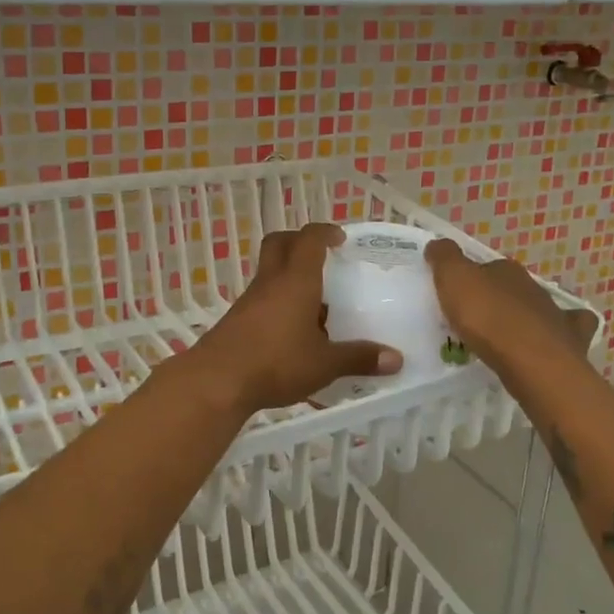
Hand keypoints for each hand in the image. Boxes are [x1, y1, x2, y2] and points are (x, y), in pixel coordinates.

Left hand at [185, 224, 402, 415]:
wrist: (217, 381)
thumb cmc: (276, 363)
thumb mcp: (325, 364)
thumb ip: (359, 358)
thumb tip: (397, 359)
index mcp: (296, 281)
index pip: (309, 240)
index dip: (325, 232)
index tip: (340, 238)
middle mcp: (270, 282)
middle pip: (279, 244)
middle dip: (299, 241)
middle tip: (322, 256)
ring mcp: (249, 300)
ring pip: (269, 272)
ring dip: (290, 276)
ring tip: (317, 303)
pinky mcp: (237, 320)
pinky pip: (262, 298)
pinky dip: (279, 303)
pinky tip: (294, 332)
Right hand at [425, 240, 577, 370]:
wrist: (532, 361)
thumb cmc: (488, 317)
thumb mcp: (453, 279)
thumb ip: (444, 258)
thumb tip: (437, 244)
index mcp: (506, 270)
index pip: (487, 267)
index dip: (472, 279)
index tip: (457, 295)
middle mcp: (533, 288)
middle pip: (512, 289)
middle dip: (497, 299)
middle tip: (476, 318)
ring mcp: (555, 315)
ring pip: (539, 310)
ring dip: (524, 319)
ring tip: (505, 338)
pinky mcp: (570, 343)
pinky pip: (569, 333)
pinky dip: (561, 335)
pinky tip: (548, 345)